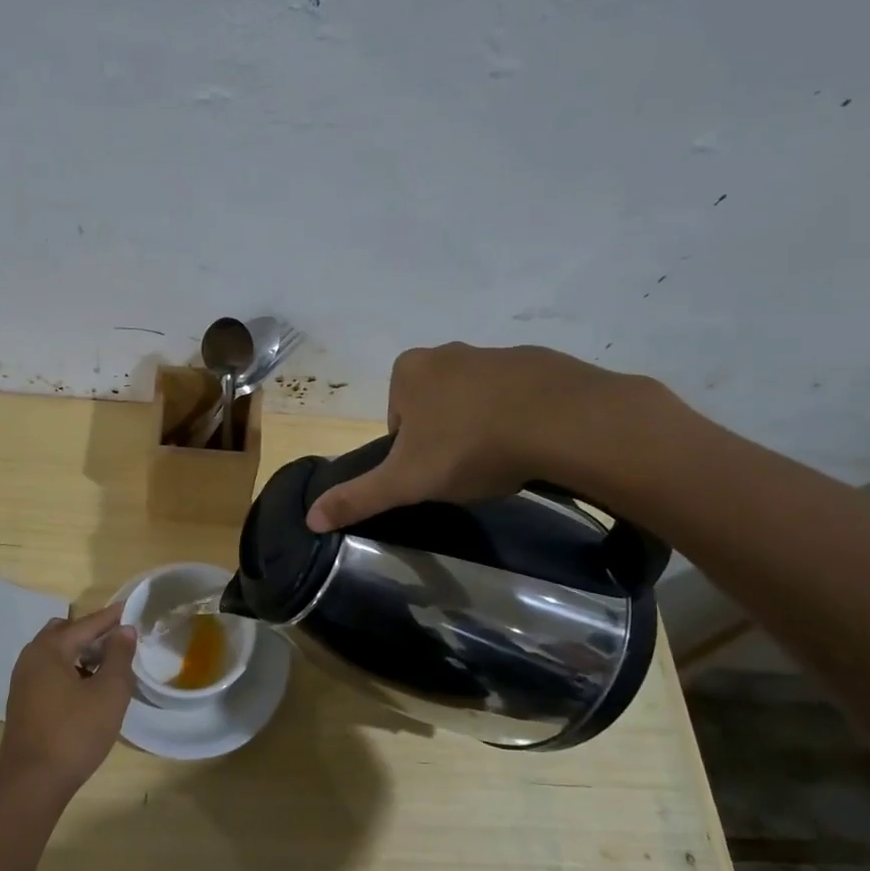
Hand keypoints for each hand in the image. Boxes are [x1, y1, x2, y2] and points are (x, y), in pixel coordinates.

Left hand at [0, 602, 137, 800]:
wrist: (31, 784)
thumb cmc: (74, 733)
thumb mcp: (109, 693)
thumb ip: (119, 656)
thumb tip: (123, 630)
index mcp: (50, 649)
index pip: (86, 624)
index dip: (111, 617)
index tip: (131, 609)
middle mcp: (31, 658)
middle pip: (64, 633)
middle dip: (91, 633)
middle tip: (118, 641)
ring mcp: (23, 682)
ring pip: (55, 654)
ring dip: (80, 653)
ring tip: (107, 666)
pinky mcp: (23, 704)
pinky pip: (49, 673)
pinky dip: (69, 670)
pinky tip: (88, 689)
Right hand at [306, 343, 678, 531]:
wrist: (560, 421)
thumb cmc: (469, 446)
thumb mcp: (406, 481)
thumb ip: (358, 497)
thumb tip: (309, 518)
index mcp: (409, 372)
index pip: (396, 419)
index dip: (410, 452)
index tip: (432, 473)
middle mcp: (447, 351)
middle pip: (434, 406)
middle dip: (445, 436)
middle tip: (465, 469)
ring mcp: (495, 352)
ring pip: (475, 399)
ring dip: (482, 426)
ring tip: (501, 460)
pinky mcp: (539, 362)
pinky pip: (517, 395)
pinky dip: (519, 417)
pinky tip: (531, 444)